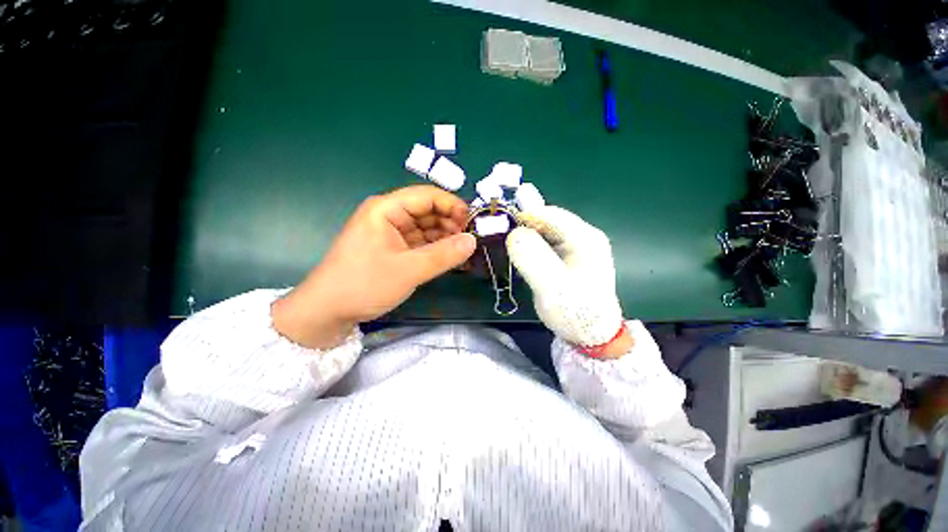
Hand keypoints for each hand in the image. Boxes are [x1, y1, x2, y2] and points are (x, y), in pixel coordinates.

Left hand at [273, 185, 475, 348]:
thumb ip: (444, 255)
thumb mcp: (408, 270)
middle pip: (428, 211)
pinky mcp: (393, 249)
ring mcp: (391, 233)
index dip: (452, 205)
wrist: (327, 312)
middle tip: (470, 241)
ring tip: (464, 251)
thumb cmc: (364, 285)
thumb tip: (473, 241)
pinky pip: (420, 243)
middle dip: (451, 223)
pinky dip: (436, 249)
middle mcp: (389, 216)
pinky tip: (450, 258)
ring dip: (445, 237)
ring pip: (426, 228)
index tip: (473, 222)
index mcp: (386, 209)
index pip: (427, 196)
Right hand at [507, 206, 631, 357]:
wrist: (592, 336)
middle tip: (503, 242)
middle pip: (548, 220)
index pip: (550, 214)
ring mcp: (579, 246)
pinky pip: (548, 243)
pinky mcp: (571, 256)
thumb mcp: (551, 286)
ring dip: (527, 237)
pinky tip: (526, 259)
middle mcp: (585, 236)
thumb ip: (532, 258)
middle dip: (524, 227)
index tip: (500, 228)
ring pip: (546, 231)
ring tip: (512, 251)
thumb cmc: (574, 312)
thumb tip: (514, 233)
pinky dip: (533, 246)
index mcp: (585, 238)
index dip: (523, 217)